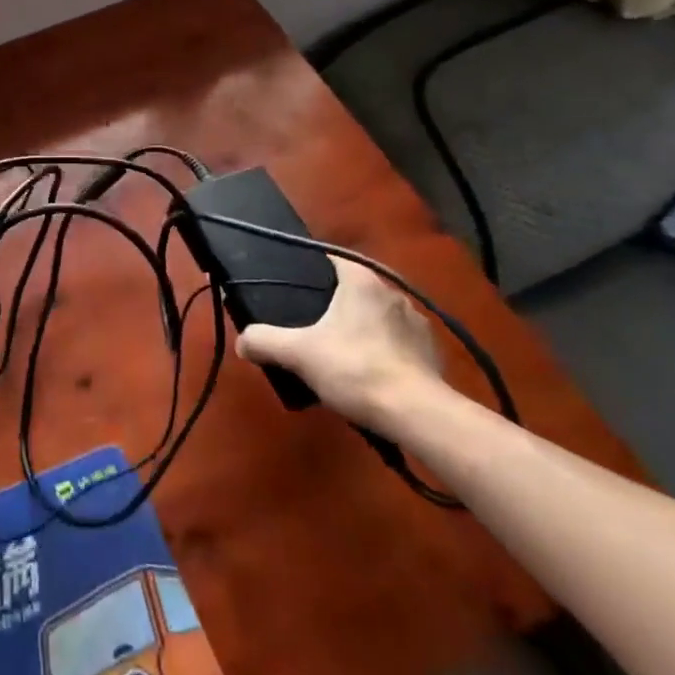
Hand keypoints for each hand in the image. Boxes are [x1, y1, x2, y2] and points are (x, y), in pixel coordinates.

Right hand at [235, 256, 445, 427]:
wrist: (416, 414)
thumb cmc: (354, 368)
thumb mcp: (298, 354)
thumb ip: (264, 341)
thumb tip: (241, 341)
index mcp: (362, 280)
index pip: (331, 260)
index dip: (311, 271)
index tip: (294, 289)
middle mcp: (393, 292)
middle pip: (354, 289)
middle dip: (335, 305)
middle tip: (310, 327)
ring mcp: (417, 322)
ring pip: (378, 316)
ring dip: (362, 329)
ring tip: (341, 354)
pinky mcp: (432, 352)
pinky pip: (399, 342)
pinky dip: (384, 352)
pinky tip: (370, 374)